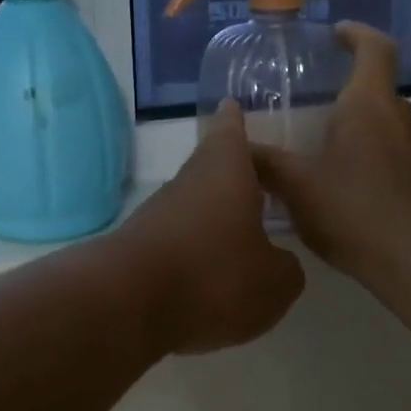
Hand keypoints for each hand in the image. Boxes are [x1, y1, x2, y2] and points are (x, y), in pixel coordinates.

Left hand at [117, 100, 306, 354]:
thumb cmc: (213, 275)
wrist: (125, 304)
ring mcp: (156, 215)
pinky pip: (175, 241)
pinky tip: (207, 275)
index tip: (231, 106)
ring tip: (239, 236)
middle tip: (255, 182)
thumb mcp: (273, 281)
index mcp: (225, 171)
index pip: (230, 133)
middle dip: (231, 176)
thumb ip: (284, 268)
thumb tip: (277, 262)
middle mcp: (187, 183)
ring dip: (212, 218)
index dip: (234, 122)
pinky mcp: (138, 249)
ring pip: (192, 206)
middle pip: (209, 169)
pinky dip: (193, 251)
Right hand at [253, 23, 410, 284]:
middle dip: (350, 97)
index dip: (357, 35)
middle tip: (317, 114)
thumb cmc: (353, 209)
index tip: (337, 34)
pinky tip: (359, 196)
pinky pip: (404, 159)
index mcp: (369, 105)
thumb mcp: (296, 186)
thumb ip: (264, 162)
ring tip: (334, 160)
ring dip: (366, 133)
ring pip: (392, 128)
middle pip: (379, 92)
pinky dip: (382, 164)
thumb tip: (235, 143)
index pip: (374, 49)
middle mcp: (404, 118)